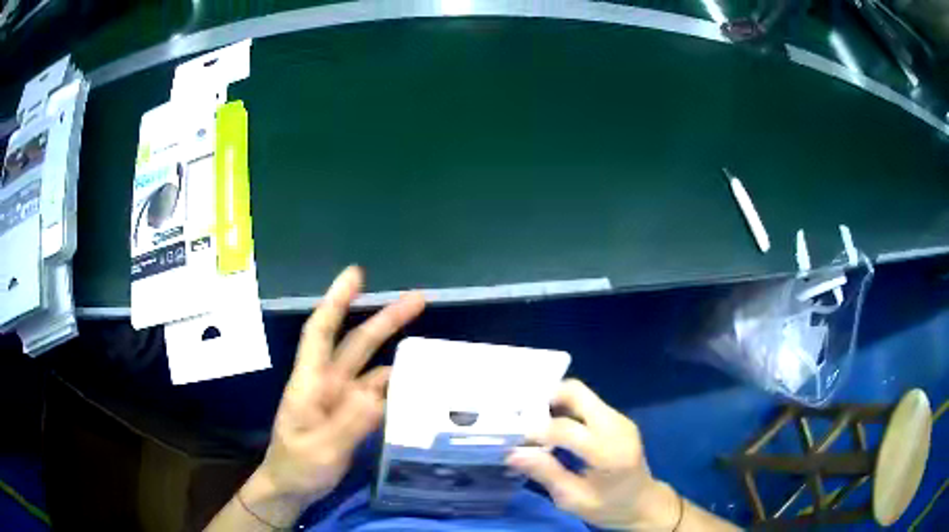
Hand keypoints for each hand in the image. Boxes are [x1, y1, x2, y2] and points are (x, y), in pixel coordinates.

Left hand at [255, 266, 424, 509]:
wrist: (291, 488)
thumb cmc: (297, 467)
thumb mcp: (321, 450)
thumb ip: (349, 423)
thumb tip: (381, 391)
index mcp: (311, 382)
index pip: (321, 331)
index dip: (337, 300)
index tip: (357, 274)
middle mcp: (328, 383)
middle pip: (357, 343)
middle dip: (385, 318)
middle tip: (418, 298)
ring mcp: (341, 400)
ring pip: (372, 368)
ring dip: (397, 353)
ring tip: (431, 349)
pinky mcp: (352, 416)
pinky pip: (378, 394)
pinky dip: (397, 386)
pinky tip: (419, 387)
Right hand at [507, 379, 680, 530]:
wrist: (643, 502)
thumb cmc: (608, 507)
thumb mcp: (573, 499)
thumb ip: (546, 473)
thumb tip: (513, 453)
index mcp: (608, 451)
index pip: (565, 428)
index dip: (535, 430)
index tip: (513, 437)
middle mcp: (616, 426)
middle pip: (576, 392)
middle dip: (544, 399)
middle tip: (522, 416)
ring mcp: (619, 418)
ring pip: (580, 394)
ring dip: (553, 403)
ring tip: (532, 421)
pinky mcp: (617, 418)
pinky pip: (587, 403)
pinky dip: (565, 409)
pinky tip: (552, 426)